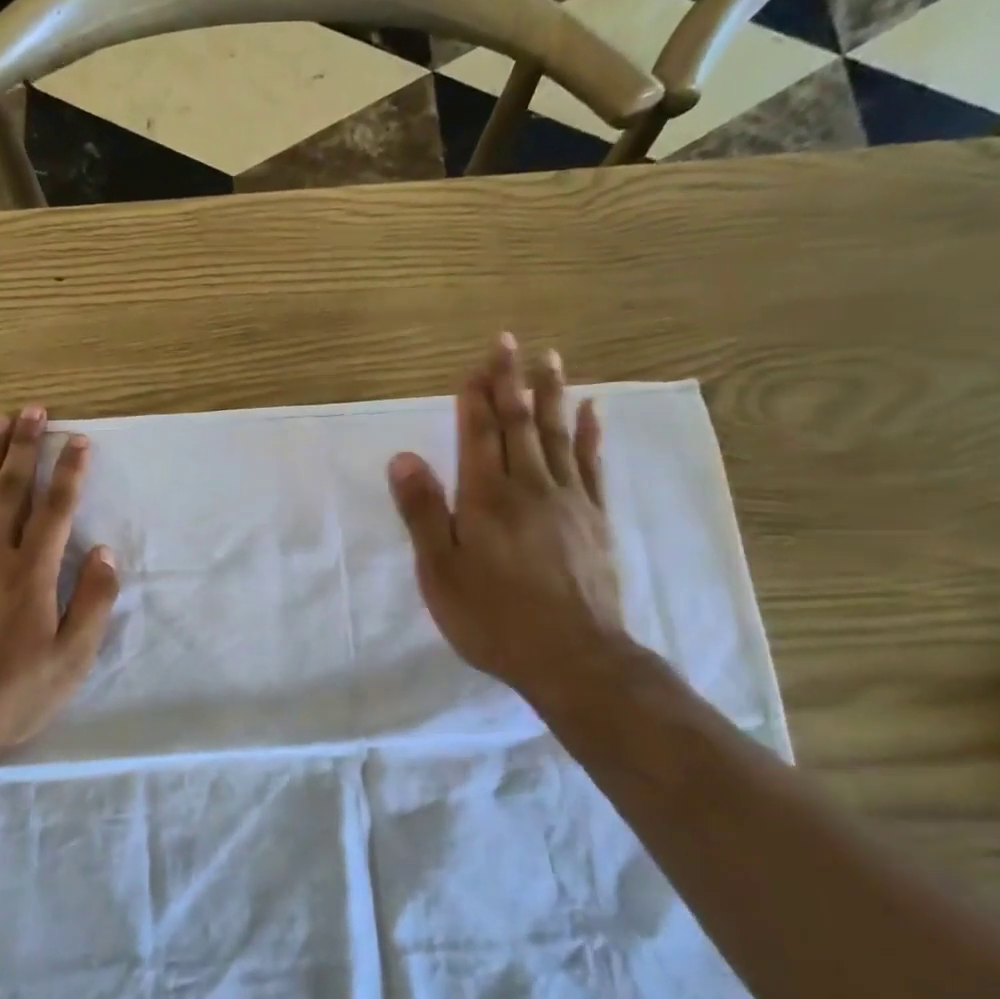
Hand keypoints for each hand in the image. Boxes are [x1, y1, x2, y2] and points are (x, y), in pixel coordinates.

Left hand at [0, 405, 119, 756]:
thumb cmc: (11, 694)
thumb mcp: (70, 660)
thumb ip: (92, 603)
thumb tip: (104, 553)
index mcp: (31, 574)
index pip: (56, 509)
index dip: (69, 471)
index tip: (77, 440)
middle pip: (11, 489)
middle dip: (25, 446)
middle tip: (32, 410)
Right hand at [387, 335, 632, 717]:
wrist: (573, 657)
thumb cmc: (493, 618)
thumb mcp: (440, 572)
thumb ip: (423, 512)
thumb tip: (403, 458)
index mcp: (486, 498)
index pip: (479, 434)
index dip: (476, 396)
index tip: (477, 362)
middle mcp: (529, 487)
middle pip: (518, 424)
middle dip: (511, 381)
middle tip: (510, 341)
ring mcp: (569, 501)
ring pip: (556, 436)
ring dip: (551, 395)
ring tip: (550, 360)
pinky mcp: (596, 520)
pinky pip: (592, 465)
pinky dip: (591, 435)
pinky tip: (593, 412)